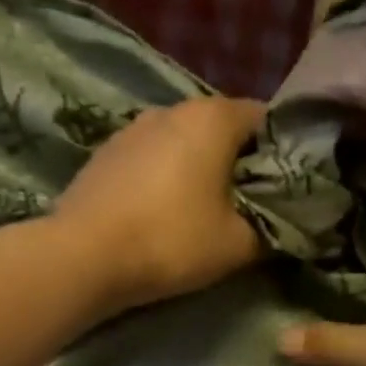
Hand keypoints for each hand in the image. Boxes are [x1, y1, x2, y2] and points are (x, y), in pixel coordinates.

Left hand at [55, 97, 264, 313]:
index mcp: (212, 117)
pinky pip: (150, 159)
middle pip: (221, 128)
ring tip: (201, 211)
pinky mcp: (104, 153)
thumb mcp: (238, 245)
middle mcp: (171, 108)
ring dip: (198, 169)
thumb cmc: (172, 241)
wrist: (83, 256)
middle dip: (237, 162)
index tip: (281, 188)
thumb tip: (282, 223)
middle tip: (246, 206)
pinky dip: (164, 178)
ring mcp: (132, 128)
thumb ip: (271, 228)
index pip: (264, 118)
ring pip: (182, 143)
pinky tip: (160, 213)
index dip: (279, 152)